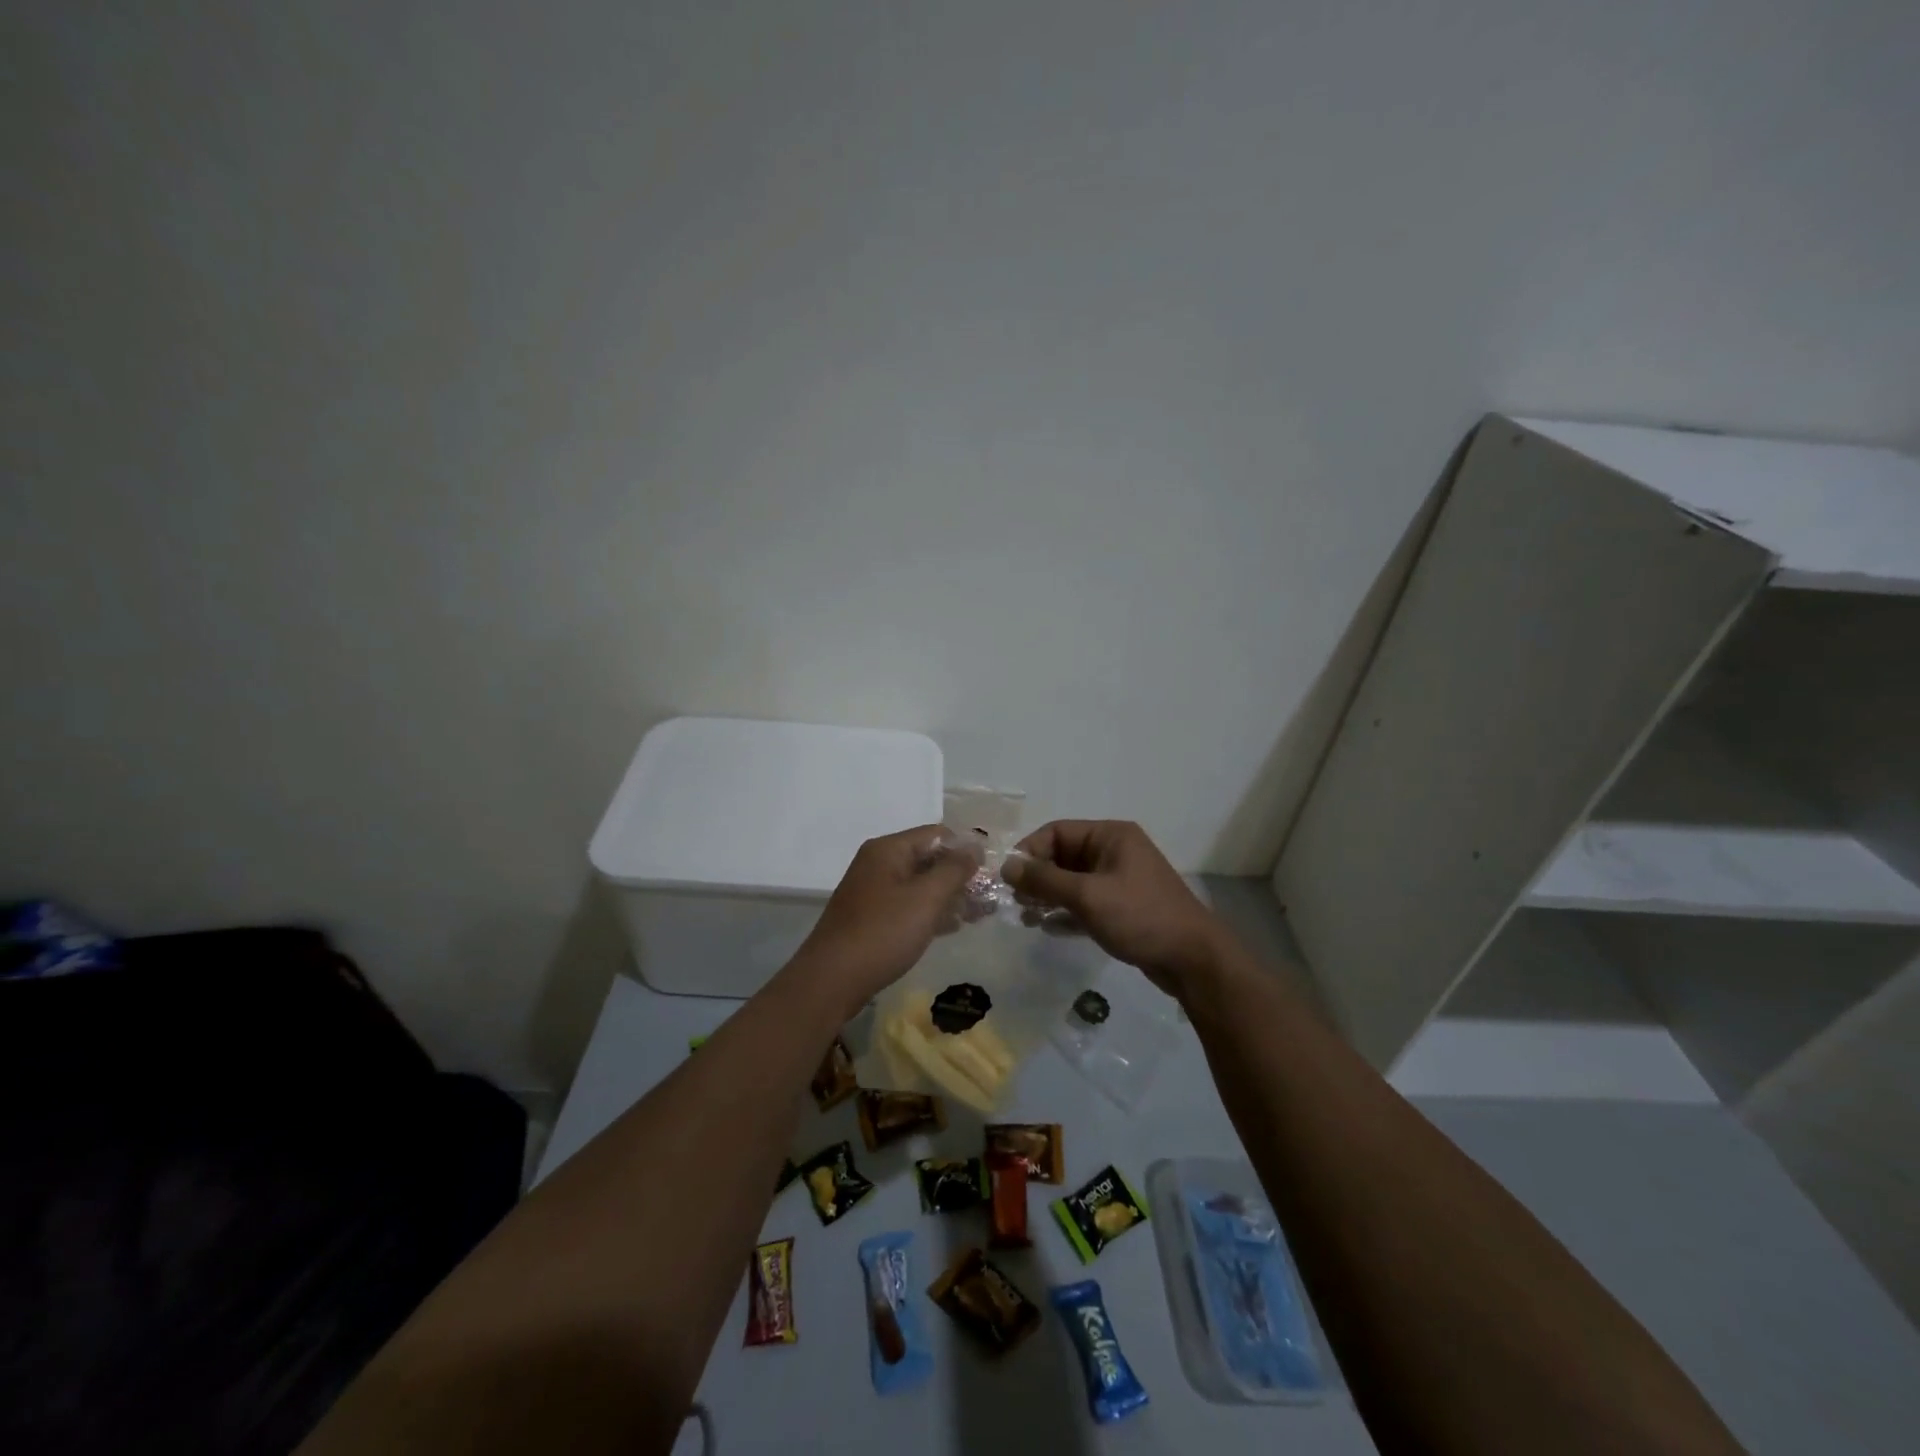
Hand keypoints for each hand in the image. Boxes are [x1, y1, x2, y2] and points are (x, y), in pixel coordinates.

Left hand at [791, 825, 981, 1014]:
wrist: (832, 980)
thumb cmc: (882, 933)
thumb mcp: (926, 898)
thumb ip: (954, 869)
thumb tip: (975, 845)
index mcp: (889, 850)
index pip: (937, 834)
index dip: (966, 849)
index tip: (993, 870)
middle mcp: (879, 864)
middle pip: (929, 859)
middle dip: (961, 876)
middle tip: (991, 897)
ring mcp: (874, 892)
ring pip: (921, 885)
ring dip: (950, 896)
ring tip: (981, 914)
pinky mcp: (872, 918)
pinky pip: (909, 906)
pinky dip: (932, 912)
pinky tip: (954, 927)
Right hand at [1004, 820, 1225, 996]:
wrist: (1193, 960)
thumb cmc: (1140, 916)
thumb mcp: (1088, 895)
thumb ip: (1045, 880)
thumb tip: (1006, 866)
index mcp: (1111, 835)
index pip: (1057, 832)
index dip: (1030, 851)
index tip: (1008, 878)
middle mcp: (1115, 851)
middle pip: (1063, 856)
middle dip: (1037, 877)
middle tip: (1015, 901)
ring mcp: (1120, 880)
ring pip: (1072, 881)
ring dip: (1048, 896)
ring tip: (1027, 917)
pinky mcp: (1123, 907)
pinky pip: (1085, 902)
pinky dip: (1066, 912)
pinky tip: (1048, 929)